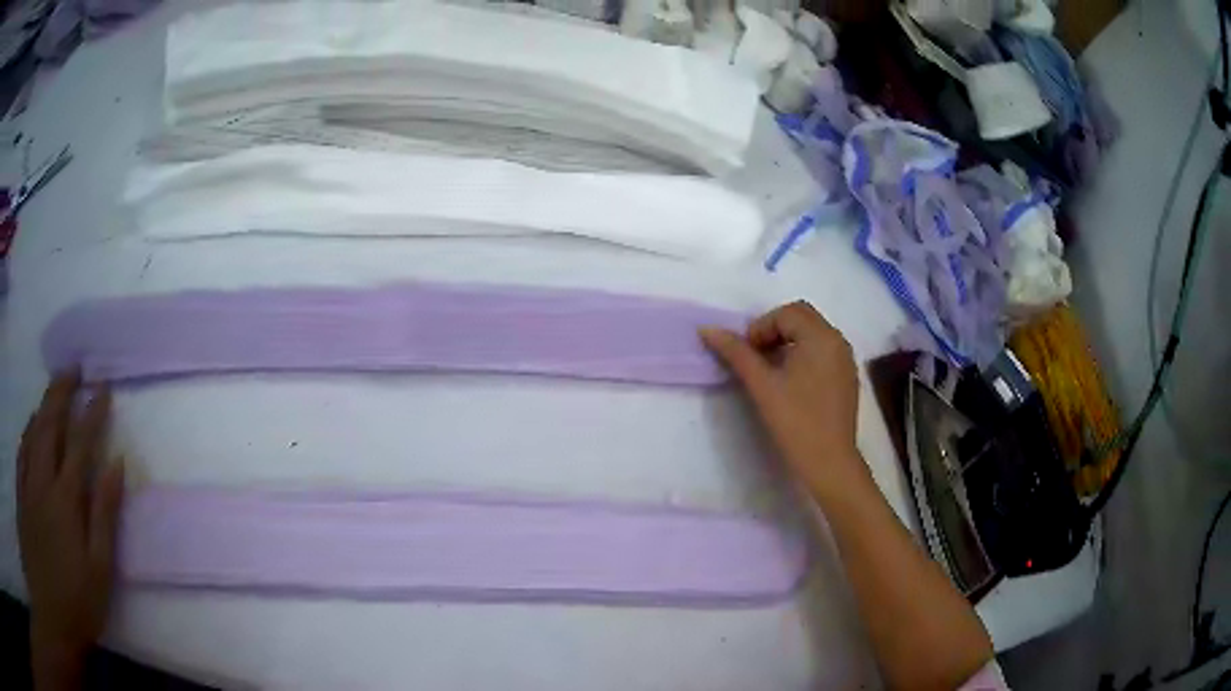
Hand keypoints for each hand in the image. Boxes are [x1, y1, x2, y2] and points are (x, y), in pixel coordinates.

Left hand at [17, 370, 124, 685]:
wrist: (51, 608)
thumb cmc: (75, 602)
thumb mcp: (98, 573)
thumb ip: (104, 517)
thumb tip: (116, 466)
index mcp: (65, 499)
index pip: (79, 444)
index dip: (91, 413)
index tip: (103, 387)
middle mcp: (42, 480)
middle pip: (49, 424)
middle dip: (61, 392)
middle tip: (74, 368)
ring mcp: (27, 485)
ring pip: (32, 432)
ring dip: (43, 406)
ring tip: (52, 390)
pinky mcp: (20, 495)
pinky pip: (22, 451)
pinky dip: (27, 431)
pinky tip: (30, 427)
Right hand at [701, 301, 864, 497]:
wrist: (829, 461)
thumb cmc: (795, 421)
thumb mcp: (762, 385)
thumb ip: (736, 353)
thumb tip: (708, 330)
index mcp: (821, 336)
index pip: (786, 313)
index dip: (761, 328)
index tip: (747, 356)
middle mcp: (838, 340)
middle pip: (802, 317)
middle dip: (775, 330)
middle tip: (756, 358)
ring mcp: (846, 359)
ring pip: (813, 334)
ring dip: (789, 342)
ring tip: (771, 371)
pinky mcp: (847, 377)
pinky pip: (824, 351)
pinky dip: (804, 354)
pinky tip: (792, 382)